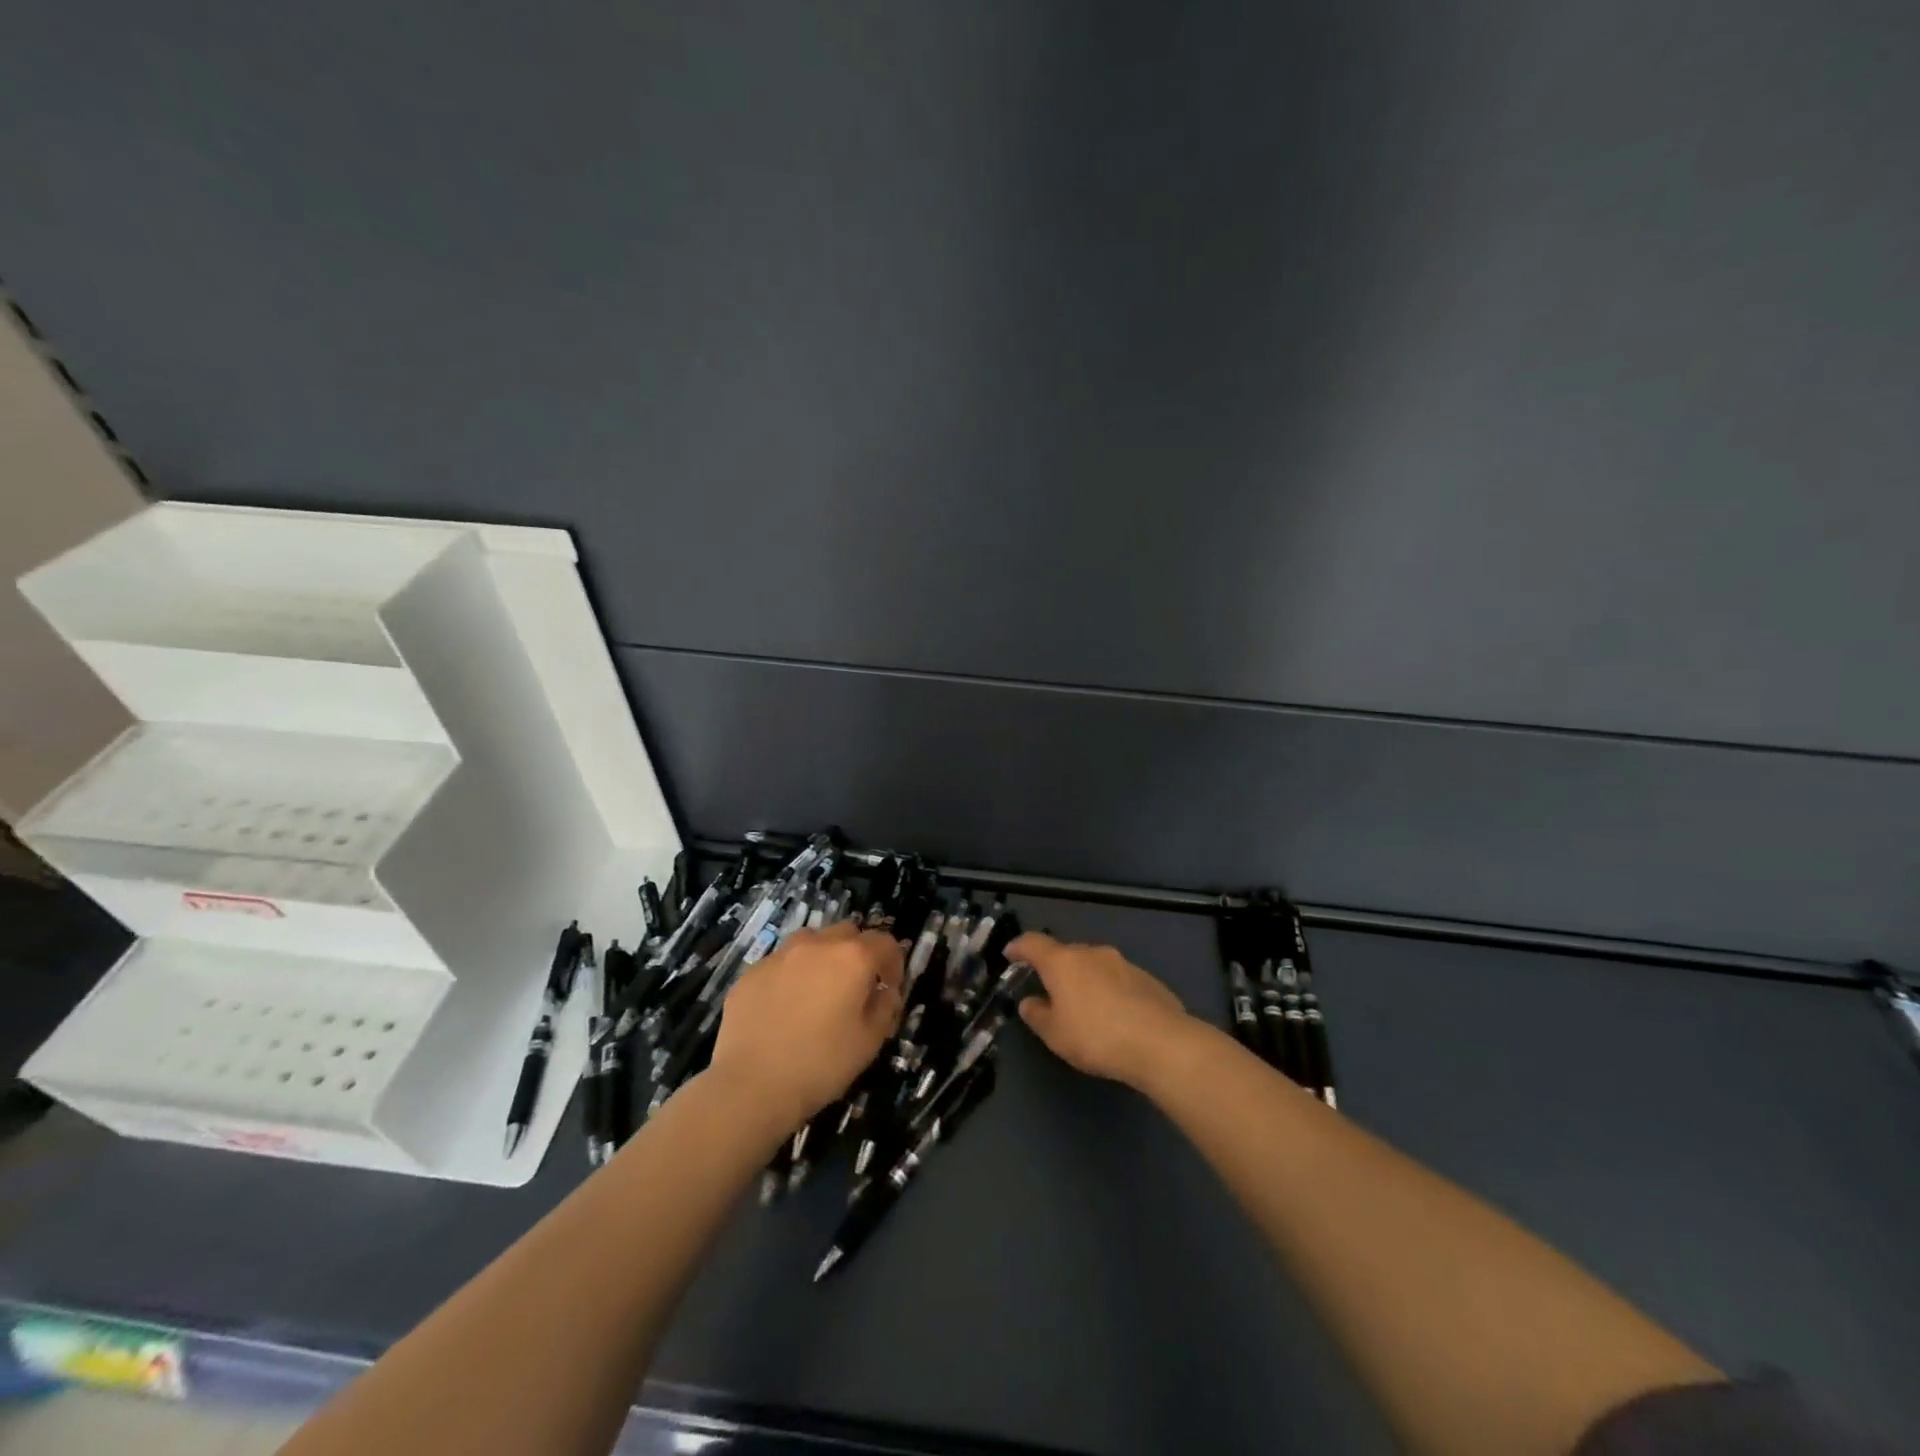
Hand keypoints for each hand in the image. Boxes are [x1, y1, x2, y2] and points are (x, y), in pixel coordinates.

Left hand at [709, 922, 904, 1127]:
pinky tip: (784, 1007)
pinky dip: (790, 975)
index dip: (893, 963)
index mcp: (852, 958)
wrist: (752, 1086)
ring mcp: (779, 955)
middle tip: (855, 987)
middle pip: (847, 932)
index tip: (889, 988)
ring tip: (818, 990)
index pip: (885, 942)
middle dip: (858, 953)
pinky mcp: (751, 972)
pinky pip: (780, 963)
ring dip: (822, 957)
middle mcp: (816, 945)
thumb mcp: (869, 1042)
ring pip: (811, 940)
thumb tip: (884, 992)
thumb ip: (885, 1008)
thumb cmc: (821, 1065)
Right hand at [1010, 932, 1193, 1087]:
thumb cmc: (1096, 1037)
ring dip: (1084, 980)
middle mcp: (1091, 953)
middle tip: (1048, 989)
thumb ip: (1037, 1015)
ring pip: (1094, 965)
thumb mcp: (1055, 1034)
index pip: (1033, 943)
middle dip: (1054, 968)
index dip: (1018, 947)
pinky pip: (1117, 979)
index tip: (1010, 954)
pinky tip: (1113, 1015)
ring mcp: (1122, 963)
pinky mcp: (1146, 978)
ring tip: (1083, 1005)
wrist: (1160, 1043)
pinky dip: (1109, 991)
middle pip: (1065, 953)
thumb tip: (1029, 1002)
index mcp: (1063, 962)